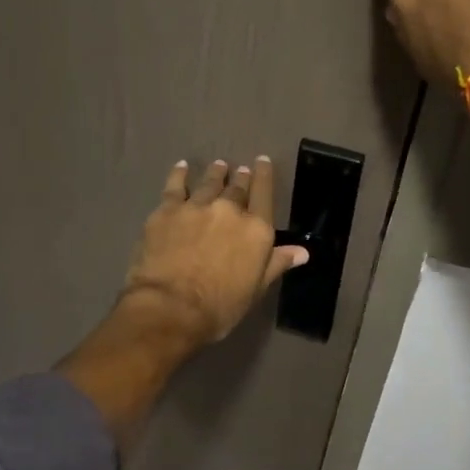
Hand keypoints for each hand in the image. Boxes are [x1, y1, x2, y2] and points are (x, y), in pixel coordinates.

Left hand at [118, 156, 309, 349]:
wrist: (171, 307)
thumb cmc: (220, 306)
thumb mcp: (255, 289)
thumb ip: (277, 264)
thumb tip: (303, 251)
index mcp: (256, 229)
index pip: (264, 193)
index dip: (264, 175)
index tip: (262, 162)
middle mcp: (229, 210)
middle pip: (237, 187)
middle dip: (241, 177)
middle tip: (240, 170)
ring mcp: (196, 206)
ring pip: (209, 182)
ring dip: (216, 173)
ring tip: (220, 166)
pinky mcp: (167, 210)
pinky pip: (175, 185)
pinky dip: (180, 174)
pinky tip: (182, 167)